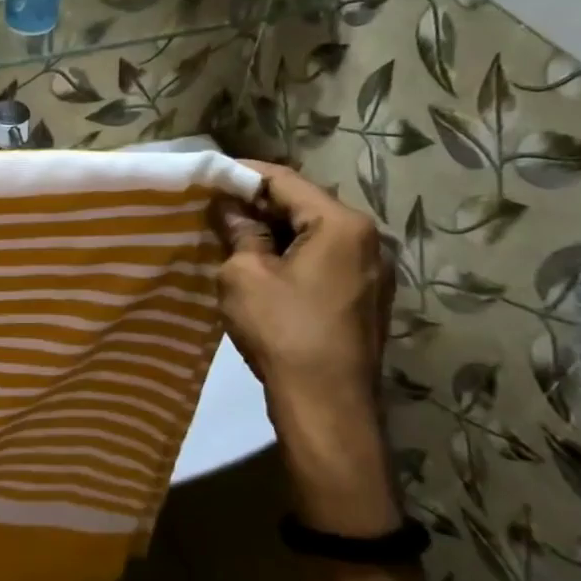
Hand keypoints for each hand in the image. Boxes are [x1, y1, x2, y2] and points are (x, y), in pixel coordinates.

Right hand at [213, 161, 398, 534]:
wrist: (326, 405)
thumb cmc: (282, 331)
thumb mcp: (244, 275)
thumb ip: (239, 233)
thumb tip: (230, 209)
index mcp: (341, 224)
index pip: (285, 180)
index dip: (243, 174)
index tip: (208, 176)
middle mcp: (367, 239)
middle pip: (304, 205)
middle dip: (258, 204)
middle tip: (215, 208)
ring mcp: (371, 271)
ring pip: (314, 235)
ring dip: (274, 232)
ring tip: (231, 236)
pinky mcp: (364, 299)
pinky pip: (323, 261)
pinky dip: (291, 256)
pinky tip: (260, 268)